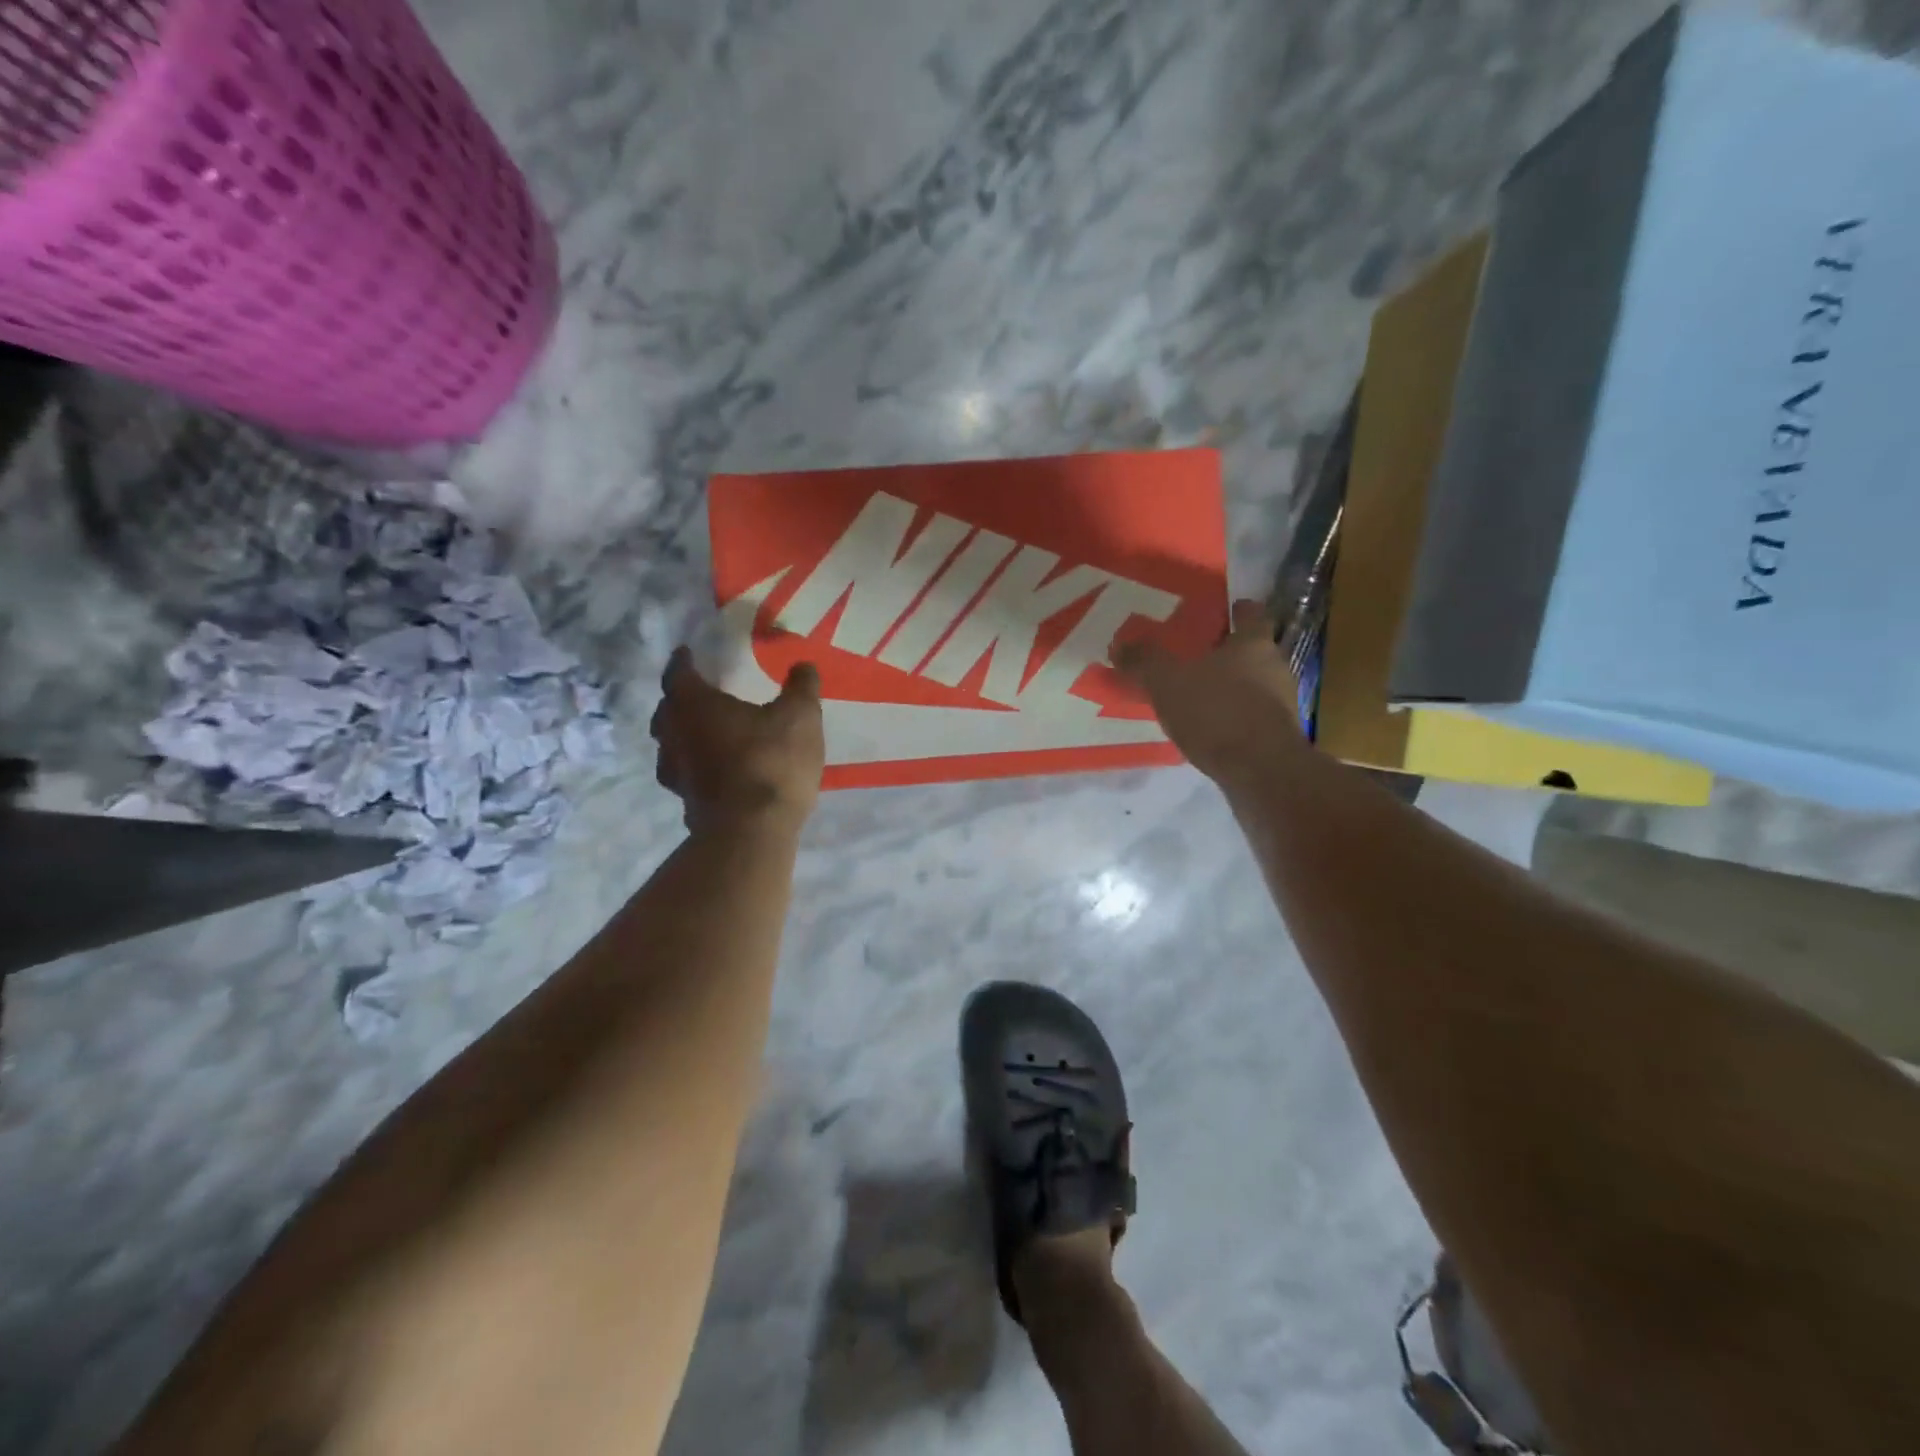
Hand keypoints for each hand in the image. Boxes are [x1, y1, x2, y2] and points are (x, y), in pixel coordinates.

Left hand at [650, 647, 824, 833]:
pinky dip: (693, 766)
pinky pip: (684, 774)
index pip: (679, 674)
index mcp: (695, 705)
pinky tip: (710, 770)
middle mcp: (675, 735)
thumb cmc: (772, 762)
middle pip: (667, 711)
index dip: (683, 662)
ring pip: (669, 744)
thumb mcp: (800, 717)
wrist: (752, 830)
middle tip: (696, 694)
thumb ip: (801, 687)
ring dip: (681, 735)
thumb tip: (803, 665)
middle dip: (678, 700)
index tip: (686, 653)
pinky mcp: (686, 802)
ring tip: (701, 732)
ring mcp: (677, 772)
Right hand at [1115, 599, 1303, 786]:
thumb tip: (1120, 645)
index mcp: (1253, 643)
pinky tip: (1208, 728)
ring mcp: (1281, 703)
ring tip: (1197, 694)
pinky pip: (1251, 716)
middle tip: (1196, 655)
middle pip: (1253, 651)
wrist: (1261, 771)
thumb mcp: (1167, 682)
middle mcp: (1275, 667)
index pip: (1252, 614)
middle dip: (1227, 652)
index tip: (1225, 610)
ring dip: (1230, 687)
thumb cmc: (1216, 712)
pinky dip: (1232, 716)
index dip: (1238, 610)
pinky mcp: (1277, 736)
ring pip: (1253, 684)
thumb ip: (1144, 661)